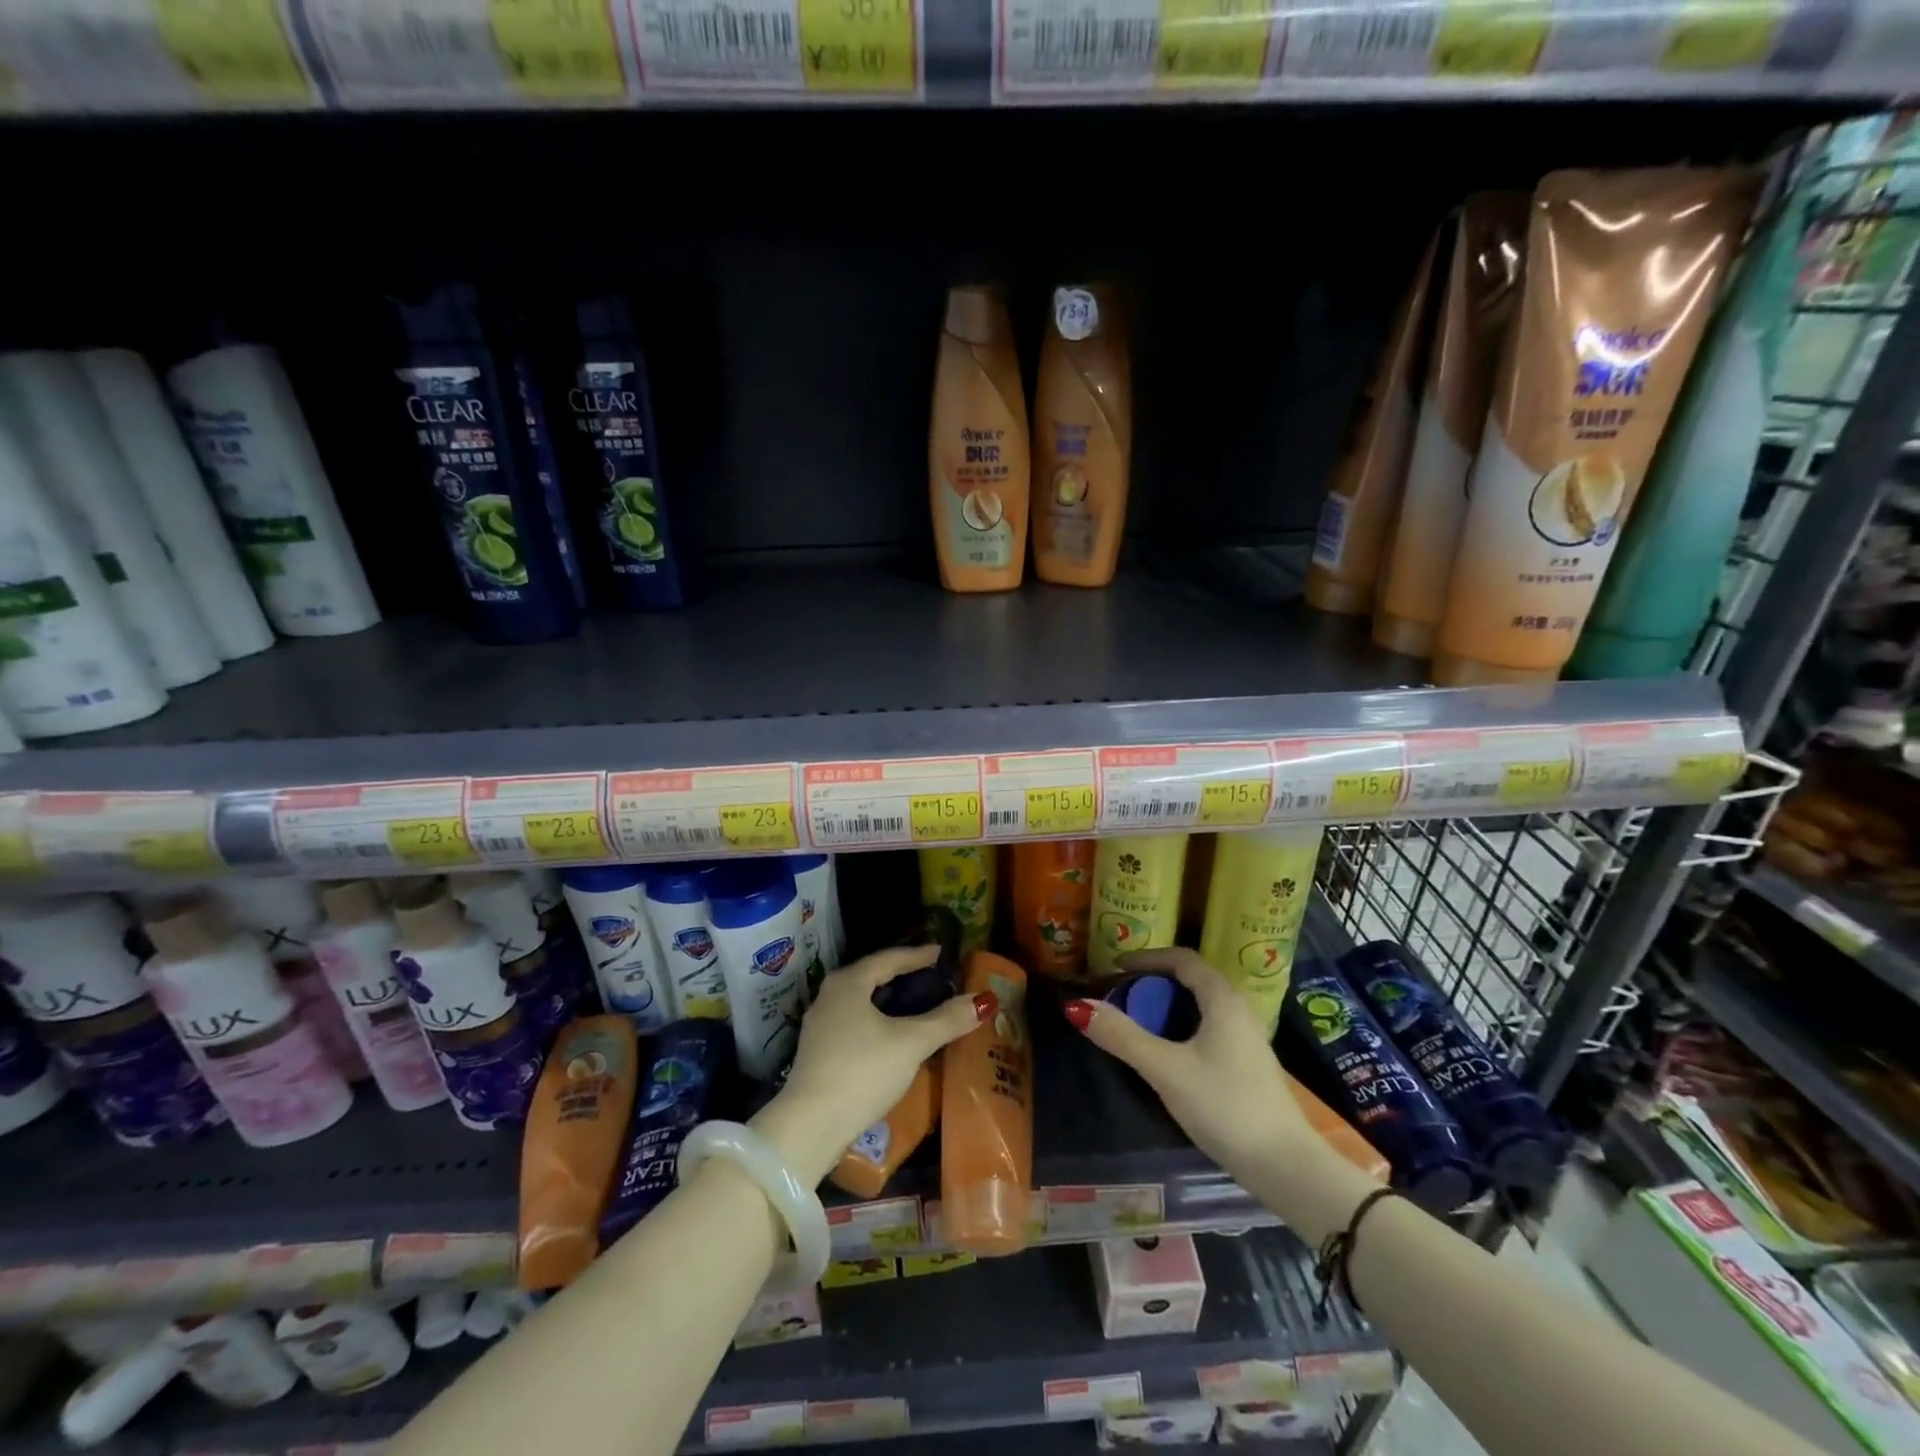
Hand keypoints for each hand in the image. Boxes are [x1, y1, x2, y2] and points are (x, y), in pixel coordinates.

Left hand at [752, 945, 993, 1185]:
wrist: (809, 1127)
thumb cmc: (862, 1072)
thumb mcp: (910, 1043)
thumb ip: (946, 1020)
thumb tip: (984, 1000)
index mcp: (849, 983)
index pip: (888, 958)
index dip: (916, 955)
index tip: (939, 953)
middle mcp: (829, 996)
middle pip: (871, 976)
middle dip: (901, 975)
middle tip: (930, 976)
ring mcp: (819, 1026)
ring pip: (861, 1002)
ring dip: (888, 1000)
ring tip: (915, 1005)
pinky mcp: (817, 1053)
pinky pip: (854, 1023)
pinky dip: (877, 1021)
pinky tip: (891, 1037)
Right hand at [1065, 949, 1317, 1183]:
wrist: (1286, 1167)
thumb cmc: (1224, 1106)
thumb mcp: (1165, 1069)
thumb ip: (1122, 1036)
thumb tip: (1077, 1005)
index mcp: (1223, 999)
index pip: (1182, 959)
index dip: (1147, 957)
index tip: (1115, 967)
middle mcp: (1239, 1009)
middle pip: (1192, 979)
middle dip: (1154, 981)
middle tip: (1121, 994)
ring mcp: (1248, 1038)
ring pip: (1201, 1006)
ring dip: (1168, 1006)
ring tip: (1137, 1020)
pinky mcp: (1249, 1064)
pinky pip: (1209, 1027)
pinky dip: (1182, 1026)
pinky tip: (1168, 1051)